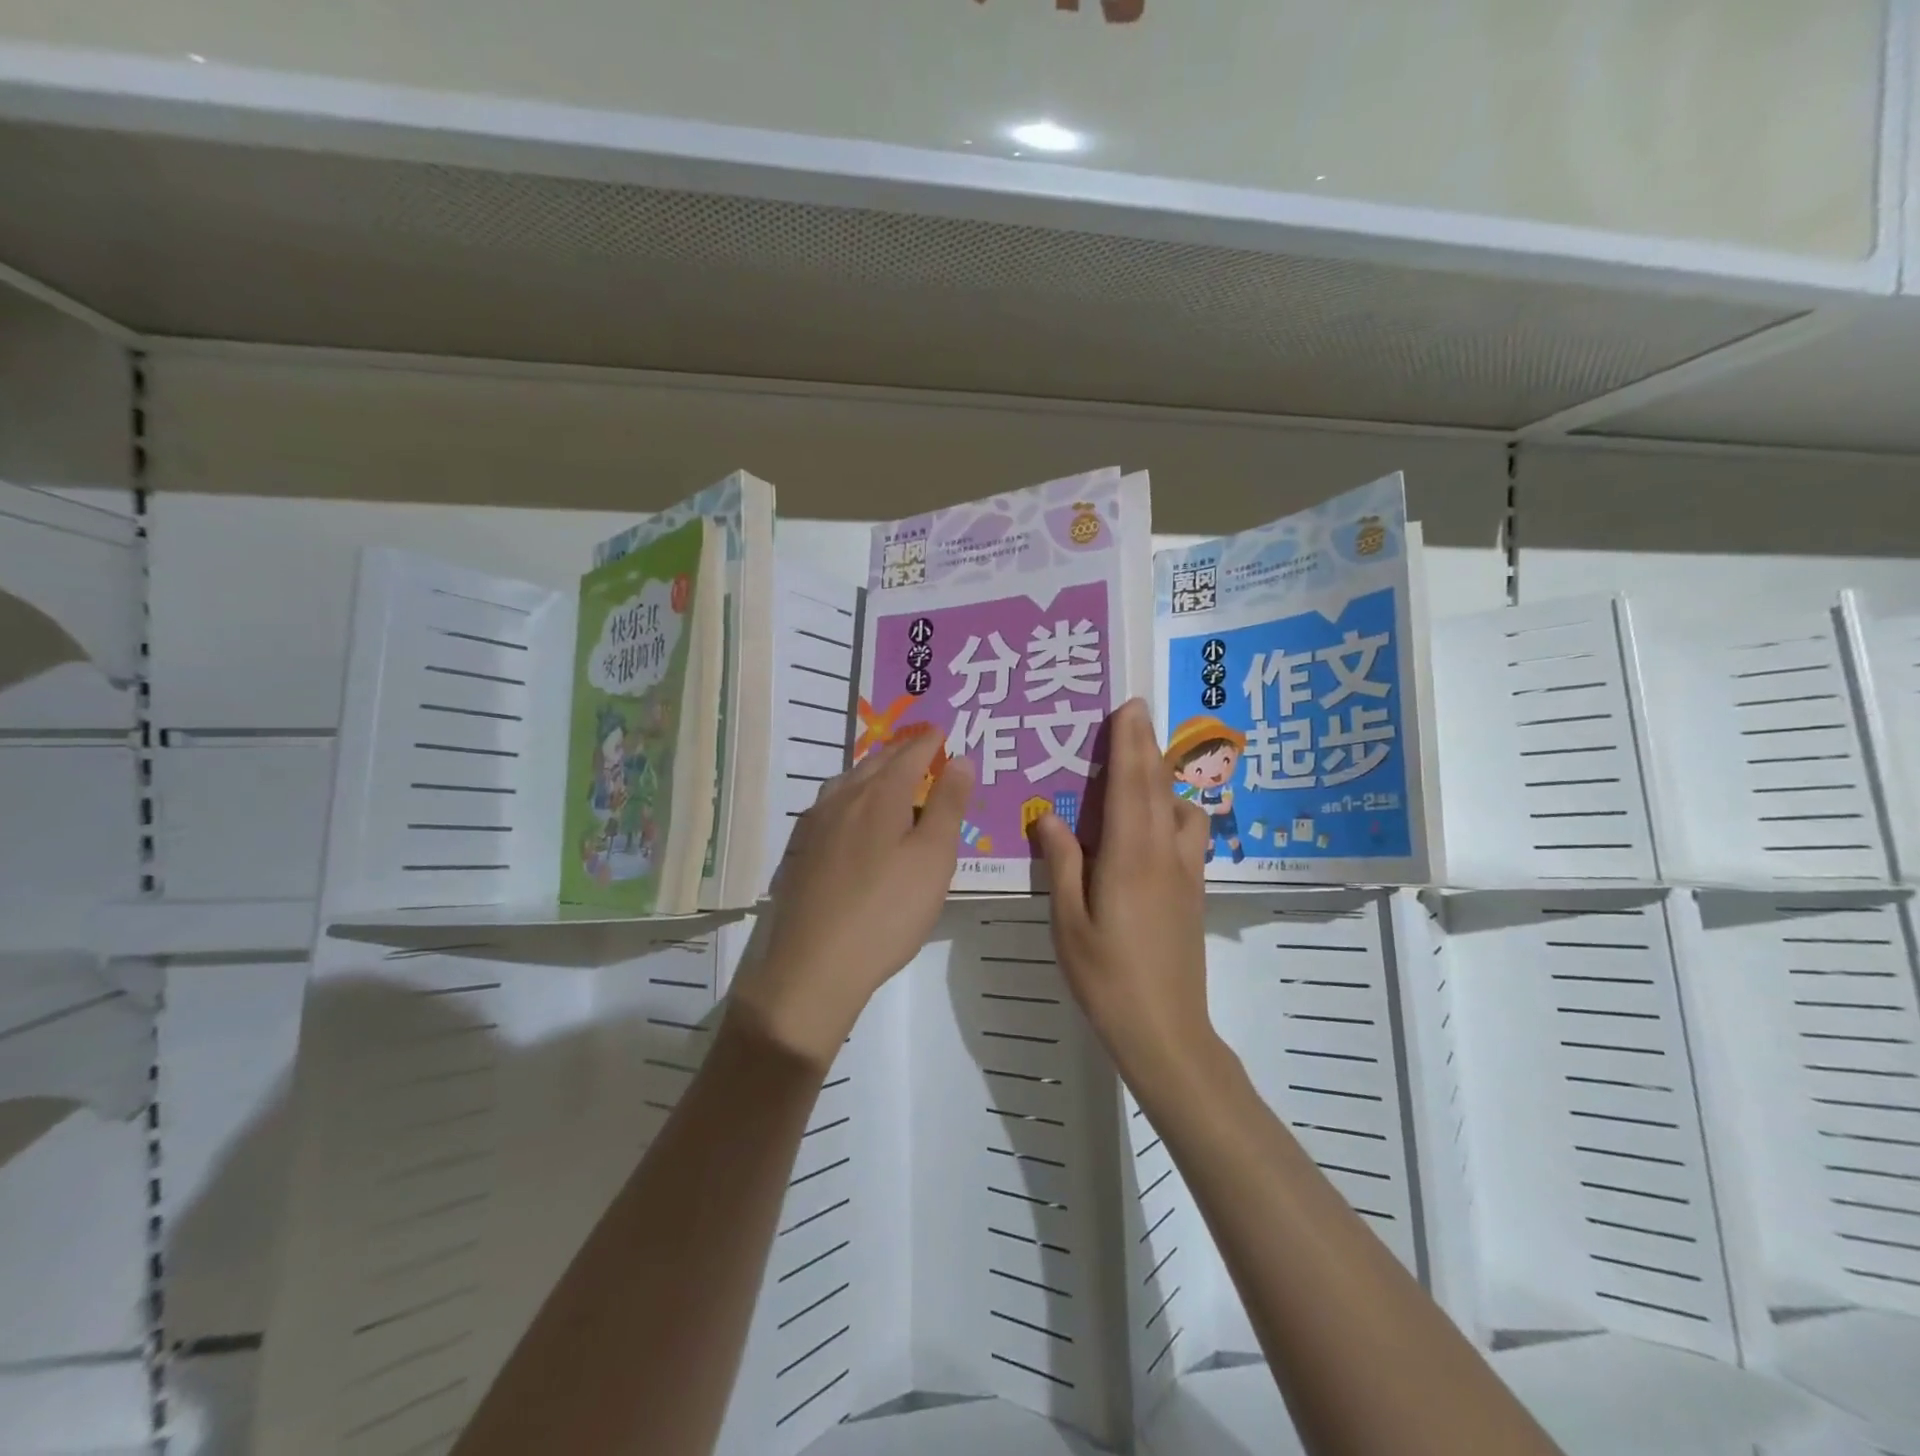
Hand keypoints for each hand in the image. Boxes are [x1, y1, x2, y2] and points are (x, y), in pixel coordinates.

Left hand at [729, 732, 972, 1070]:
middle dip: (901, 751)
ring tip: (888, 774)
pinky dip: (850, 795)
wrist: (815, 965)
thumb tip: (961, 759)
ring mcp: (816, 825)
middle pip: (875, 763)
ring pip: (847, 782)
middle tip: (920, 747)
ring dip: (872, 771)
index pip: (909, 755)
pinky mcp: (801, 851)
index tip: (942, 731)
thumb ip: (947, 805)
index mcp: (879, 795)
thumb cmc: (887, 910)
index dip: (928, 741)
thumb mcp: (933, 858)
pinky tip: (851, 814)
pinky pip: (830, 805)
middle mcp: (843, 799)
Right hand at [1031, 700, 1219, 1088]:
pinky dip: (1174, 813)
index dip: (1130, 743)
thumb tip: (1049, 817)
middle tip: (1137, 715)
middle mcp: (1166, 855)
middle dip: (1148, 747)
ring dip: (1165, 783)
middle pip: (1159, 788)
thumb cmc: (1107, 978)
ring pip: (1184, 811)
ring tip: (1138, 778)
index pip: (1131, 785)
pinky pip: (1188, 836)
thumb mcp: (1068, 922)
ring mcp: (1186, 874)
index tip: (1129, 707)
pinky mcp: (1194, 893)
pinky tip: (1152, 828)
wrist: (1166, 1032)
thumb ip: (1062, 864)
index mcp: (1130, 857)